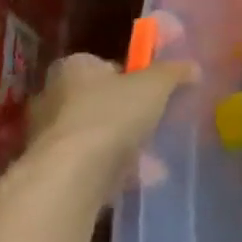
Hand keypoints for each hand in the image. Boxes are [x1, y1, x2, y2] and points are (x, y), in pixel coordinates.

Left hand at [27, 53, 197, 202]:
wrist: (72, 177)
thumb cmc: (112, 114)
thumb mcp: (155, 85)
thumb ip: (174, 72)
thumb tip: (193, 68)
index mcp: (73, 67)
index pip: (106, 64)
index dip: (132, 75)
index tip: (154, 90)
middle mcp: (53, 97)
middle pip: (100, 99)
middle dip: (128, 112)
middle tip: (155, 121)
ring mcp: (49, 136)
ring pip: (96, 134)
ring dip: (122, 143)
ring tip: (153, 155)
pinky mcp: (53, 170)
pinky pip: (90, 164)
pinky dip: (113, 169)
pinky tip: (138, 177)